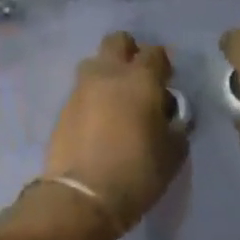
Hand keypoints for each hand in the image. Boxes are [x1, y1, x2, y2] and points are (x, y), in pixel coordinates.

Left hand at [42, 32, 187, 231]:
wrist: (82, 197)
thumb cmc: (137, 172)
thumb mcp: (173, 152)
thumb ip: (175, 125)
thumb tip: (169, 116)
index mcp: (140, 79)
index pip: (155, 52)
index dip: (163, 64)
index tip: (167, 81)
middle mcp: (108, 74)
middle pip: (117, 41)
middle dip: (130, 52)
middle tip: (139, 79)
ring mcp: (81, 89)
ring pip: (94, 63)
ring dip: (107, 73)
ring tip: (117, 100)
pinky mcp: (63, 108)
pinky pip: (82, 90)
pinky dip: (93, 97)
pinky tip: (100, 121)